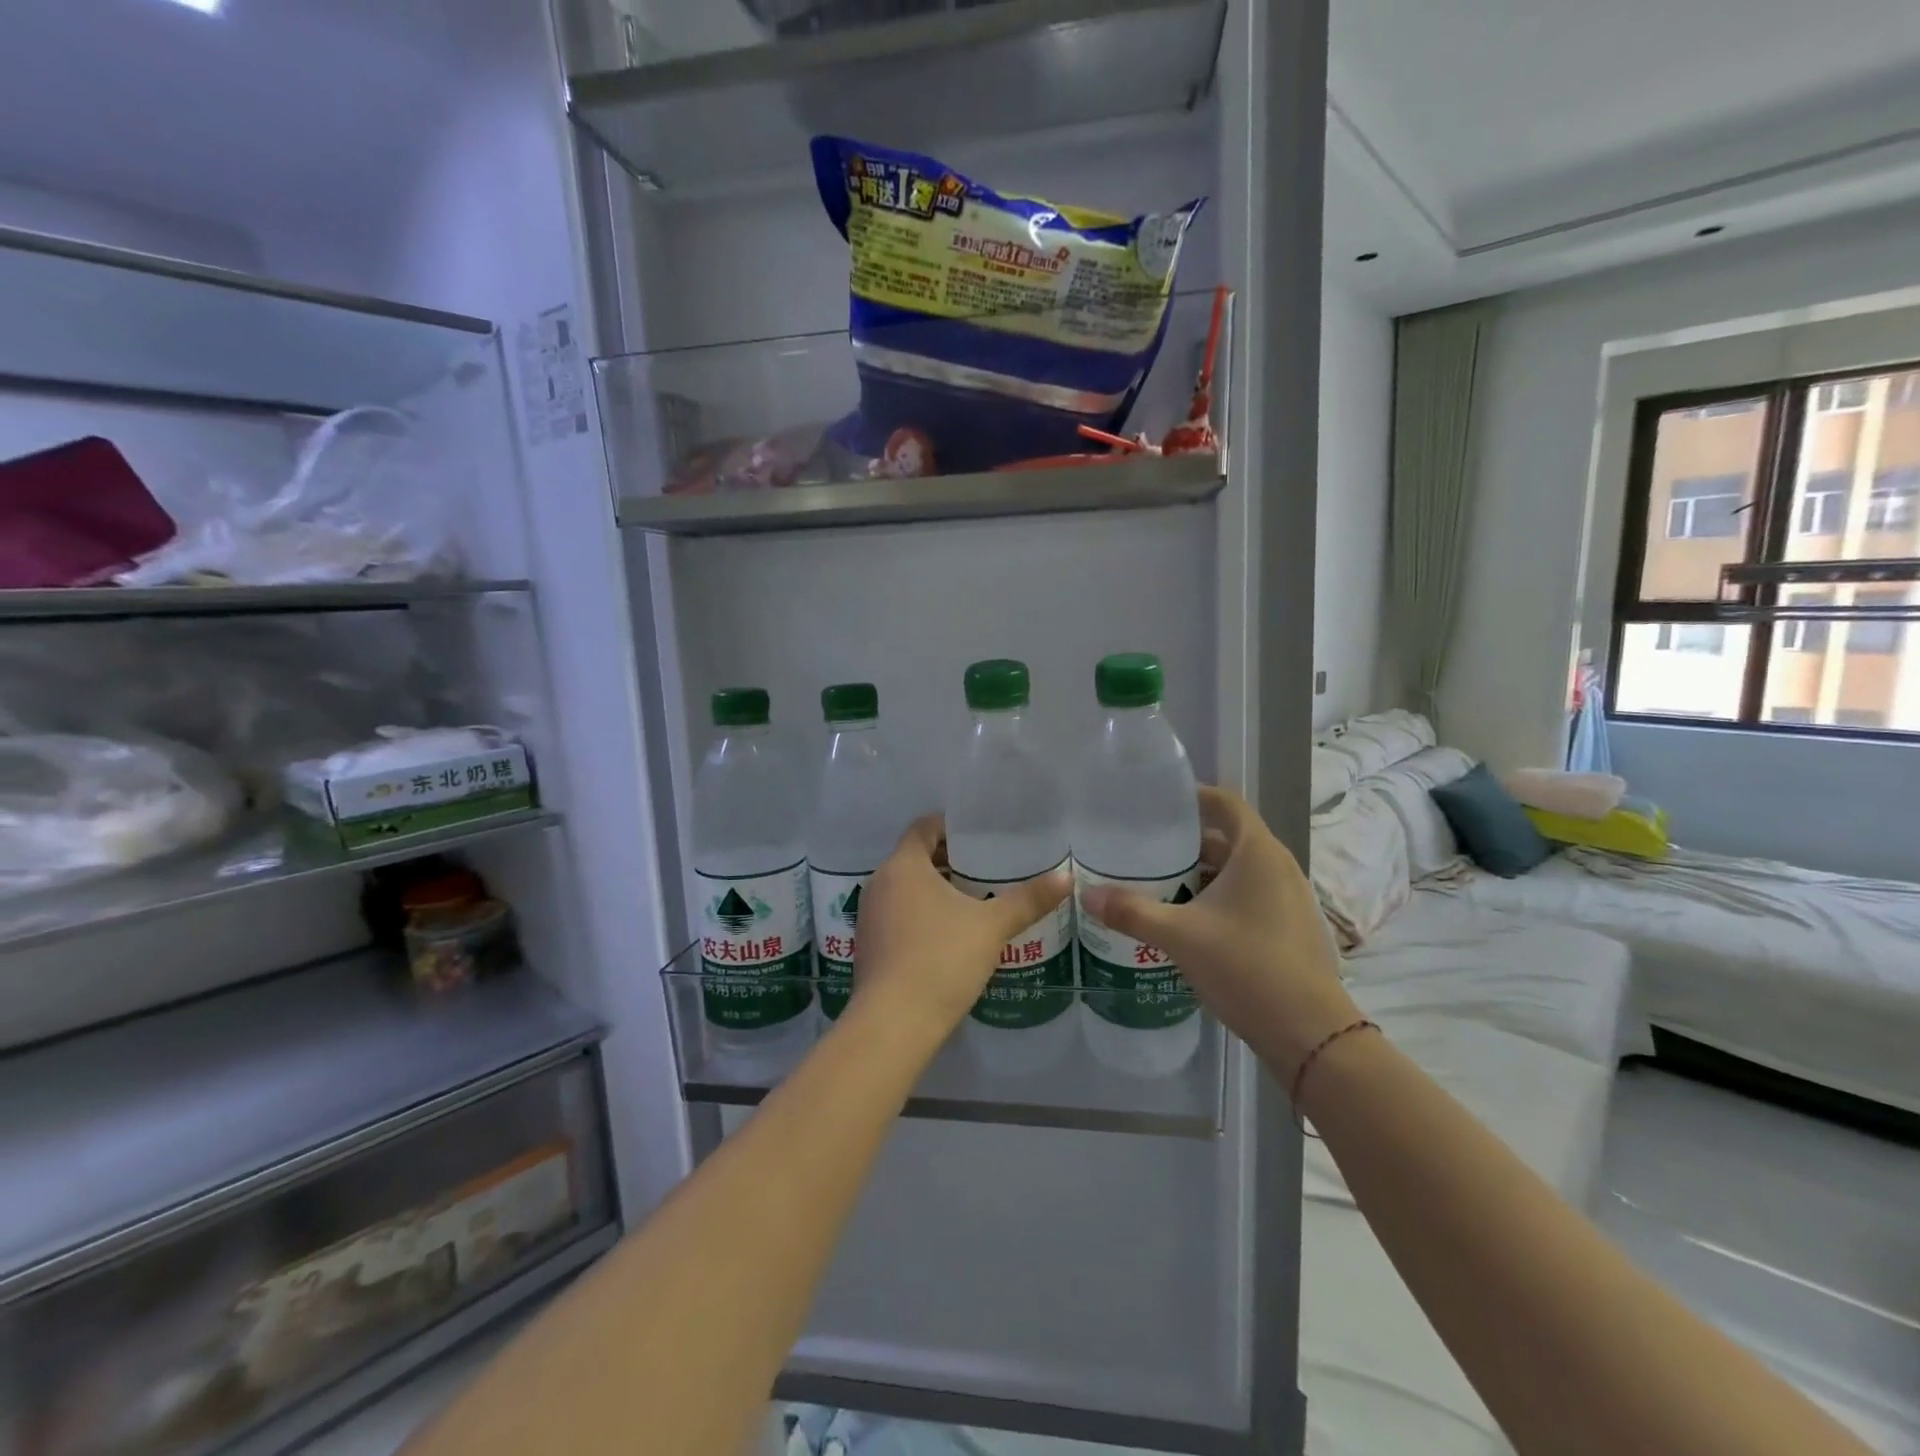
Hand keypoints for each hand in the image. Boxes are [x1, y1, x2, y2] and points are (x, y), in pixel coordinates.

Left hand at [847, 815, 1070, 1049]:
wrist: (894, 1023)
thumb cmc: (942, 959)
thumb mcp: (992, 927)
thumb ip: (1028, 900)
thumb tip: (1067, 877)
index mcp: (903, 866)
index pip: (923, 827)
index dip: (950, 826)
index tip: (978, 835)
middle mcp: (880, 882)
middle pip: (914, 857)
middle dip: (948, 860)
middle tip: (986, 868)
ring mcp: (870, 915)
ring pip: (905, 887)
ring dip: (935, 889)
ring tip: (973, 900)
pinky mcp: (869, 944)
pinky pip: (897, 913)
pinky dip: (921, 912)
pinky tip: (949, 934)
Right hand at [1080, 786, 1359, 1080]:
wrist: (1309, 1033)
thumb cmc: (1246, 967)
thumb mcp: (1179, 936)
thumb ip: (1131, 912)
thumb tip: (1086, 896)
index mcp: (1258, 853)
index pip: (1225, 803)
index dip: (1192, 797)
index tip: (1156, 803)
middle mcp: (1278, 866)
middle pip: (1229, 837)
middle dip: (1187, 841)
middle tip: (1144, 847)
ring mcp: (1288, 898)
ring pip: (1238, 870)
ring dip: (1202, 872)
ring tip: (1158, 882)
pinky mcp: (1289, 926)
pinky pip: (1249, 894)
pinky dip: (1219, 896)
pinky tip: (1188, 918)